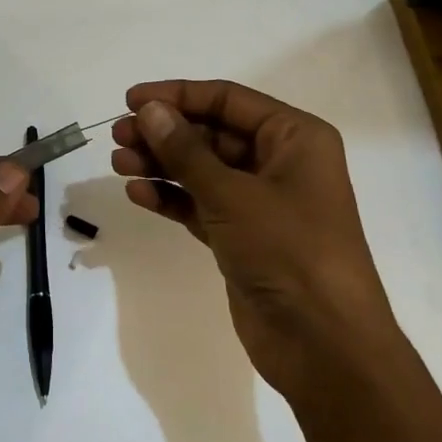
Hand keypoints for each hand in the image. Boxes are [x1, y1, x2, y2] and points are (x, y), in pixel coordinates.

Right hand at [111, 80, 392, 403]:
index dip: (178, 96)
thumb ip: (186, 150)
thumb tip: (149, 110)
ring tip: (119, 163)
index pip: (228, 100)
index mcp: (295, 137)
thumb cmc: (289, 252)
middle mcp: (280, 162)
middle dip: (165, 133)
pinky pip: (201, 204)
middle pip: (212, 133)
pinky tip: (139, 194)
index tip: (130, 100)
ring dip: (162, 164)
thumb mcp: (232, 194)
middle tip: (118, 136)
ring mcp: (261, 202)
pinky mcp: (243, 237)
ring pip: (203, 170)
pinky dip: (172, 198)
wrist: (324, 345)